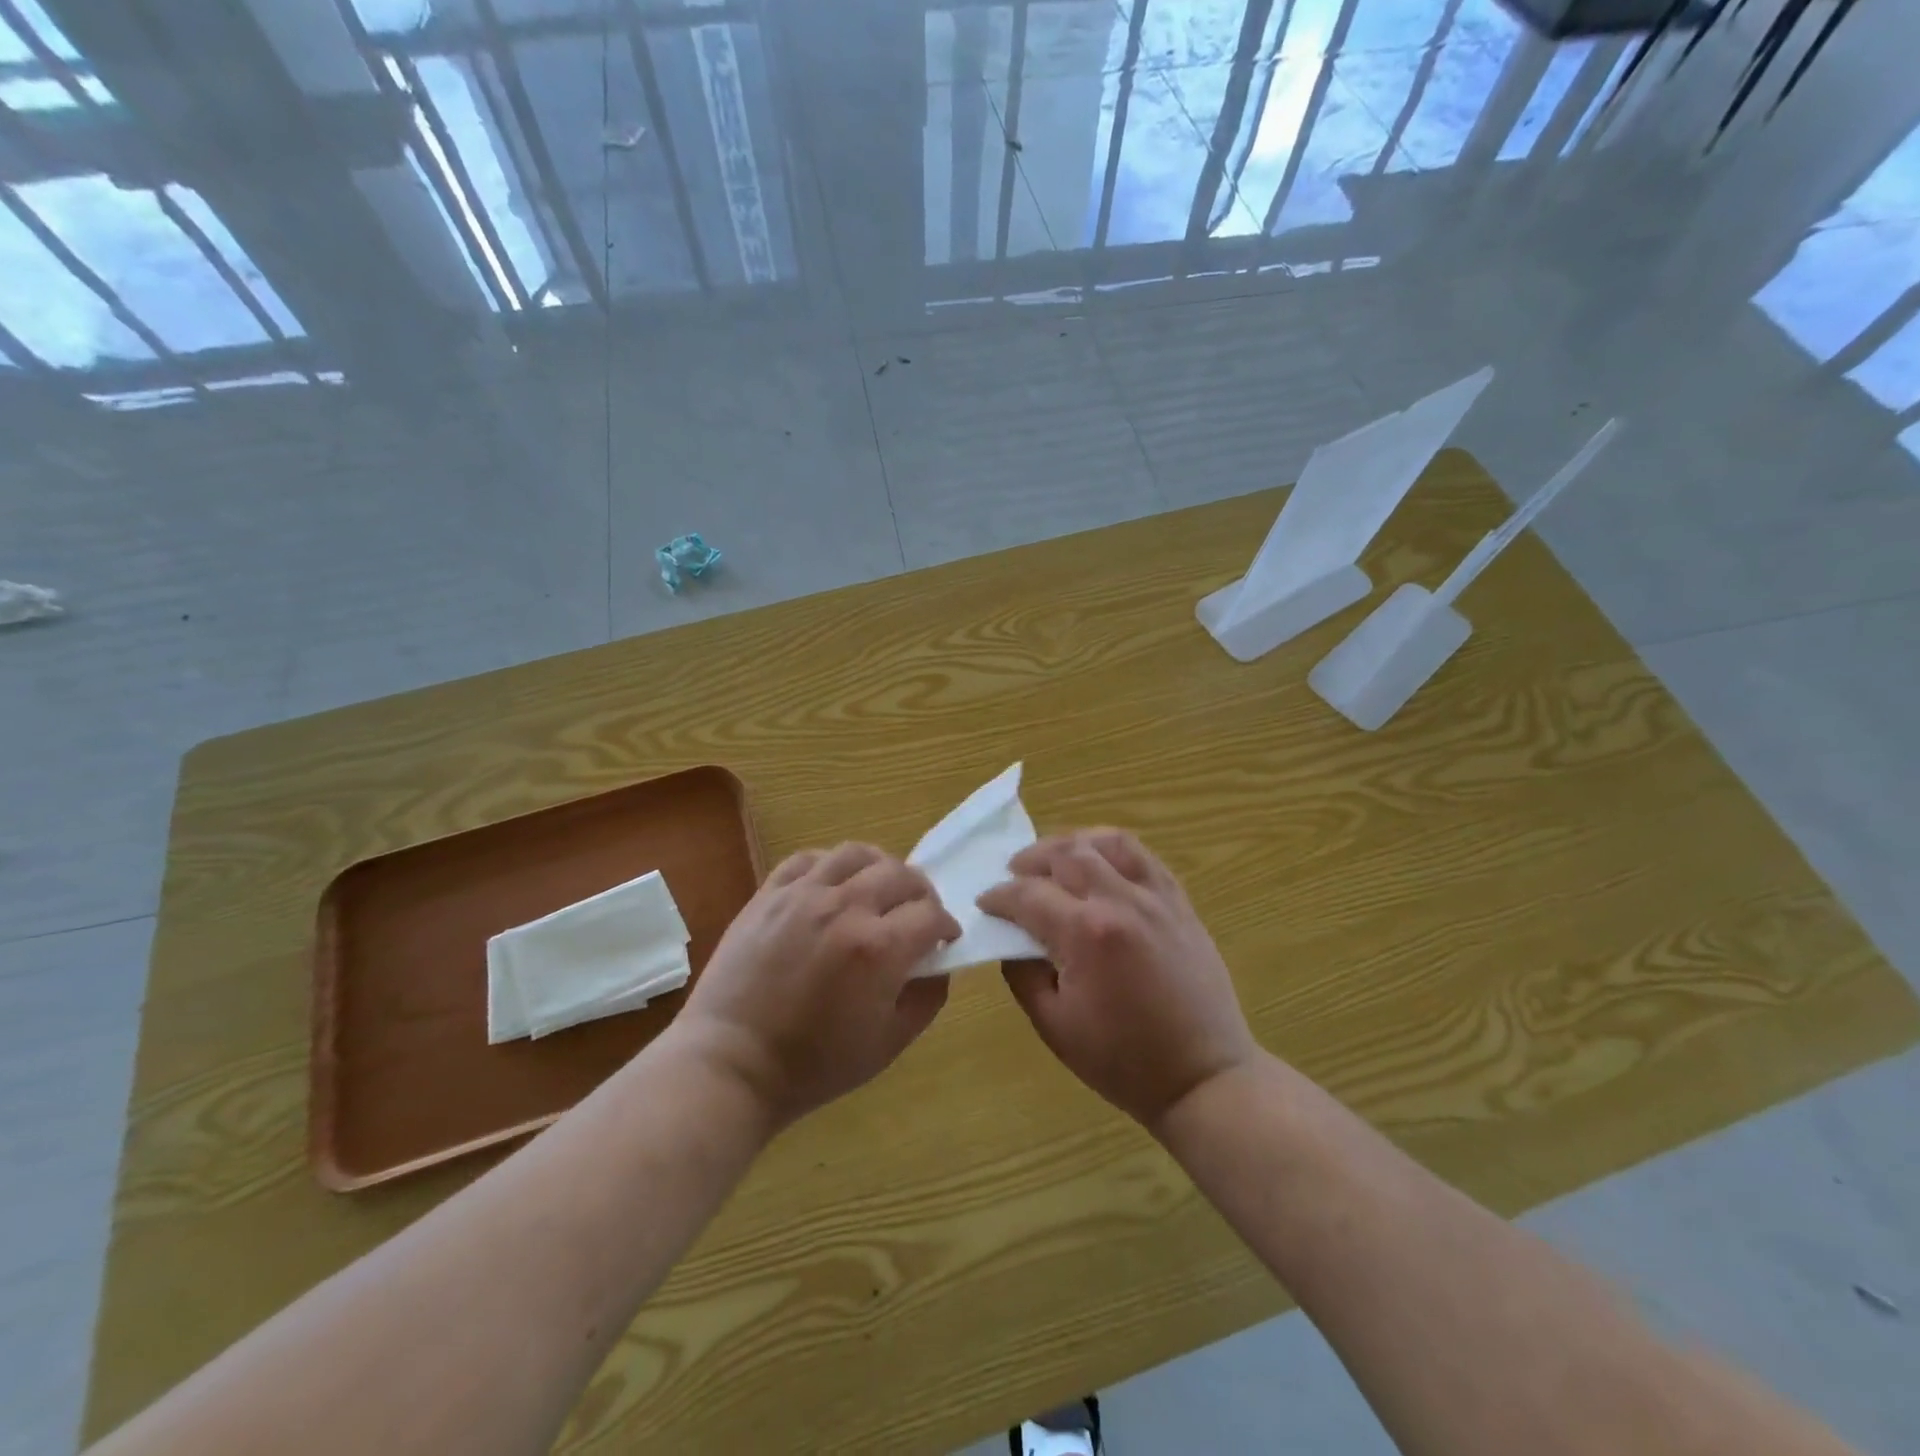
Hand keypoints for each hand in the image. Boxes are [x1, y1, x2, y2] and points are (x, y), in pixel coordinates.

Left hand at [678, 843, 960, 1129]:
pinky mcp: (769, 894)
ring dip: (880, 867)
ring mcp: (802, 895)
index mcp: (878, 948)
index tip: (944, 940)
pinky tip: (834, 884)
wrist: (731, 1063)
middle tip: (918, 914)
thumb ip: (927, 998)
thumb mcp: (888, 1044)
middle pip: (901, 874)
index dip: (946, 927)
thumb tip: (938, 963)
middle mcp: (845, 908)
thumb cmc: (814, 1065)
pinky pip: (809, 858)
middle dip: (921, 893)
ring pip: (856, 854)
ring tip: (879, 888)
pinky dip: (831, 864)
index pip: (931, 915)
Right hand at [978, 829, 1258, 1131]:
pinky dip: (1112, 849)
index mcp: (1087, 934)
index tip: (985, 902)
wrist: (1203, 1076)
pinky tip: (1098, 864)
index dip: (999, 896)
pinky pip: (1143, 855)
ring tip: (1055, 861)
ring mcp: (1156, 896)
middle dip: (1030, 860)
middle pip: (1066, 853)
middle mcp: (1121, 901)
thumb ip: (1022, 974)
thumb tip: (1012, 938)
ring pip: (1107, 841)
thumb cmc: (1123, 1060)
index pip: (1029, 894)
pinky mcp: (1179, 901)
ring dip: (1072, 843)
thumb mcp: (1054, 1026)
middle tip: (1013, 876)